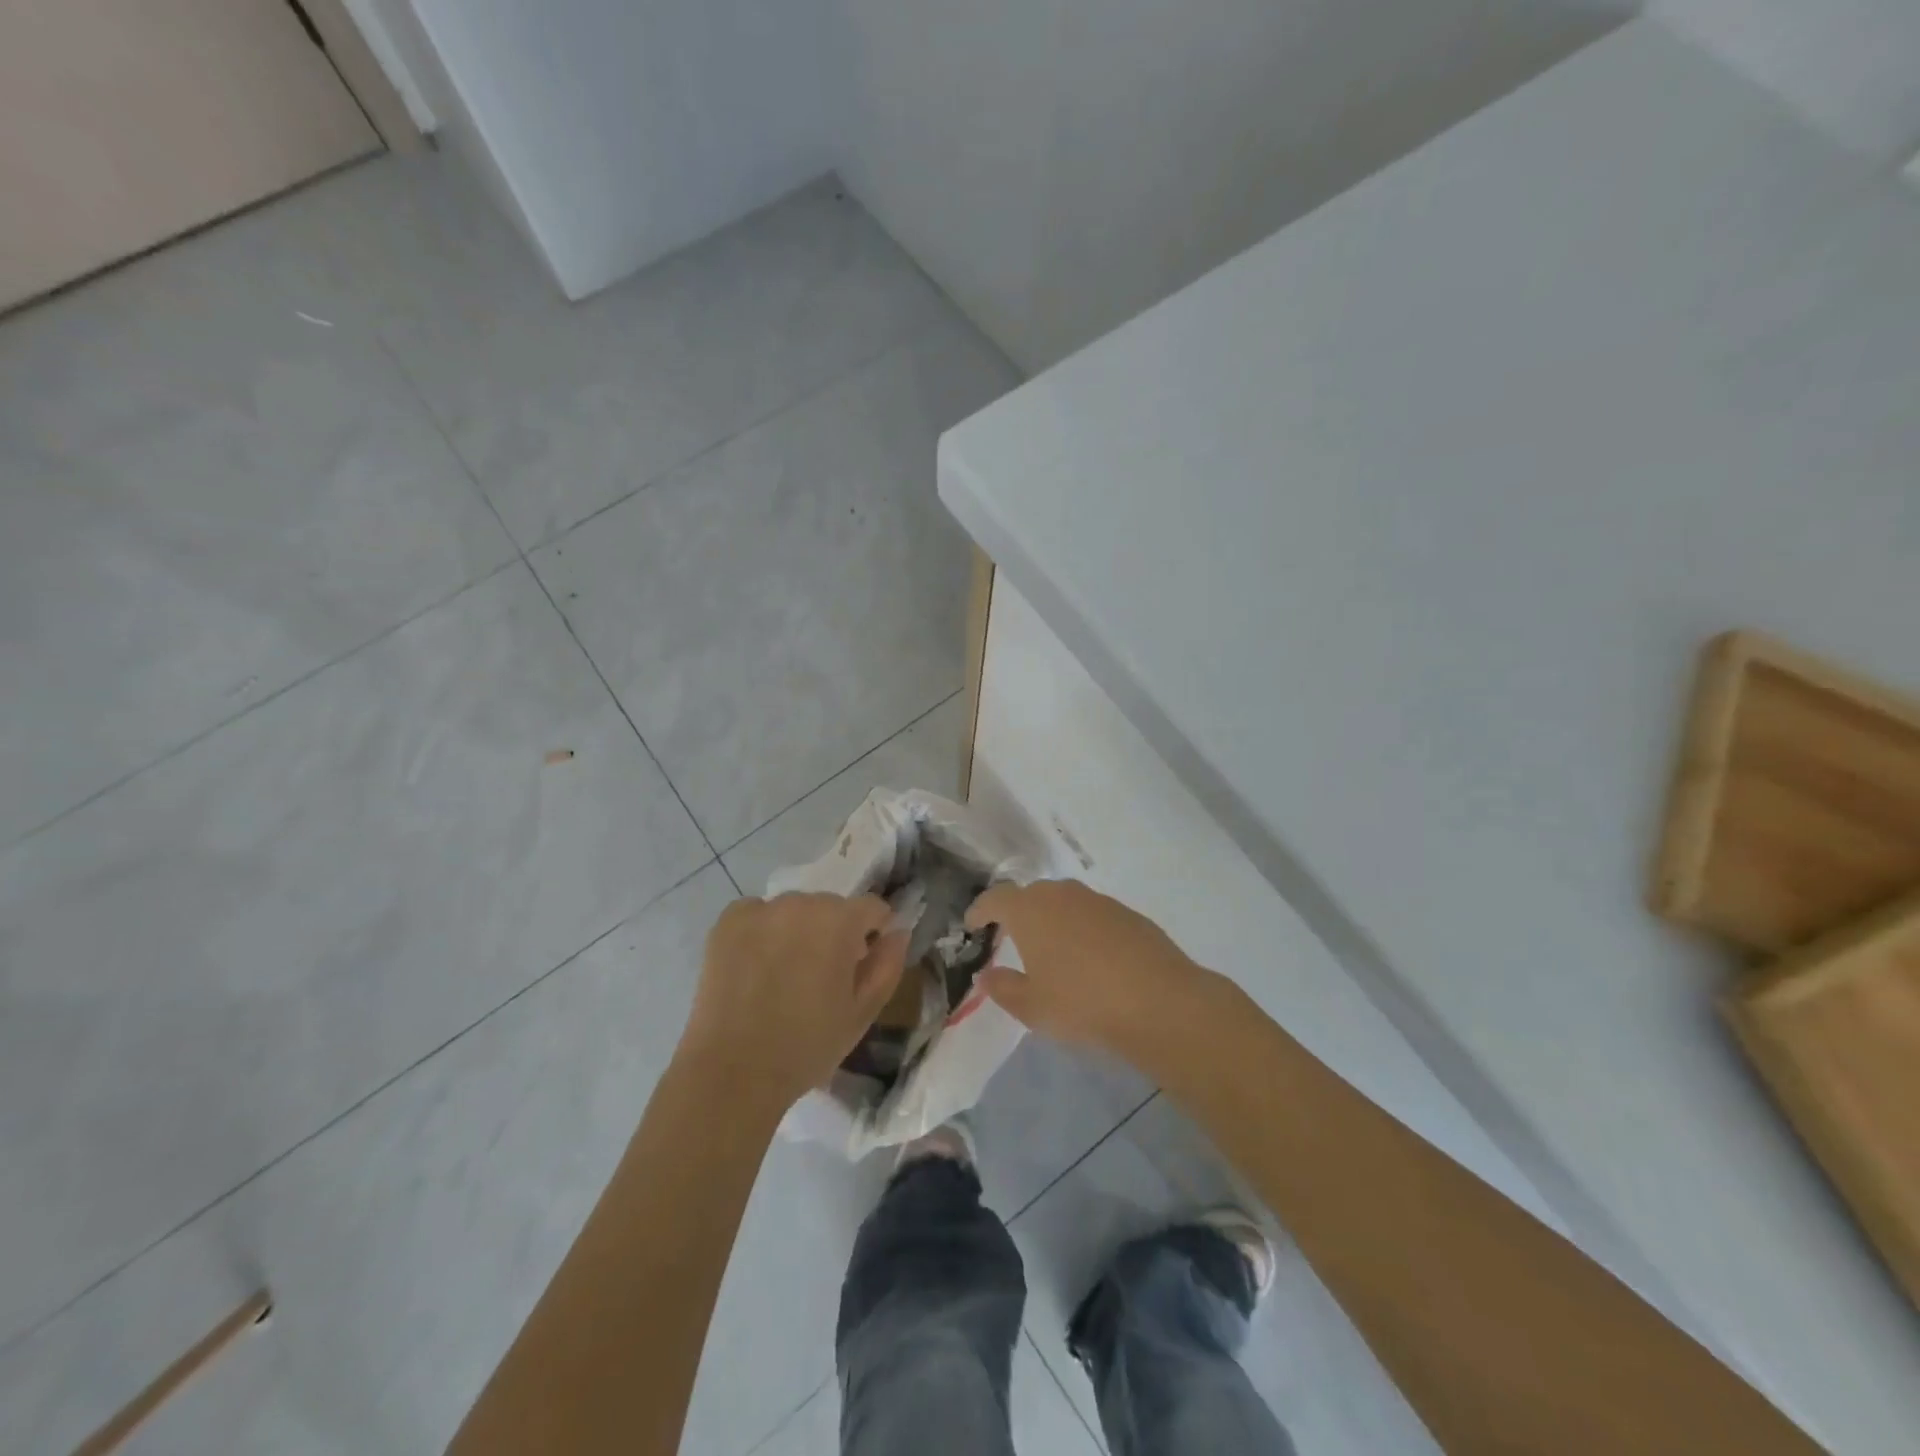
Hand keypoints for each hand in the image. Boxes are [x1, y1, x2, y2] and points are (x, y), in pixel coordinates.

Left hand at [683, 894, 907, 1114]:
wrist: (734, 1073)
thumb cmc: (808, 1045)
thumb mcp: (863, 1012)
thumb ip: (887, 965)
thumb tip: (897, 932)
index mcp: (840, 920)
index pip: (873, 908)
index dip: (874, 934)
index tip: (862, 965)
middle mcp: (801, 902)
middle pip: (831, 907)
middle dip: (834, 932)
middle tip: (821, 977)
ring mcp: (761, 909)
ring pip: (794, 910)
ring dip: (798, 930)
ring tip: (785, 974)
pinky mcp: (727, 922)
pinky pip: (757, 914)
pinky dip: (762, 931)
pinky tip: (756, 966)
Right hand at [966, 880, 1213, 1058]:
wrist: (1159, 1002)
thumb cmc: (1082, 1003)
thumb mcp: (1032, 1007)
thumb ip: (1003, 988)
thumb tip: (986, 974)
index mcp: (1029, 910)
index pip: (995, 898)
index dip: (980, 910)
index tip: (972, 925)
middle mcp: (1061, 894)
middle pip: (1030, 895)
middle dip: (1017, 913)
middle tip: (1011, 938)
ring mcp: (1098, 900)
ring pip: (1064, 902)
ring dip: (1052, 919)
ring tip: (1052, 949)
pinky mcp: (1127, 913)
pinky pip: (1092, 915)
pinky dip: (1083, 929)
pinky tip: (1091, 958)